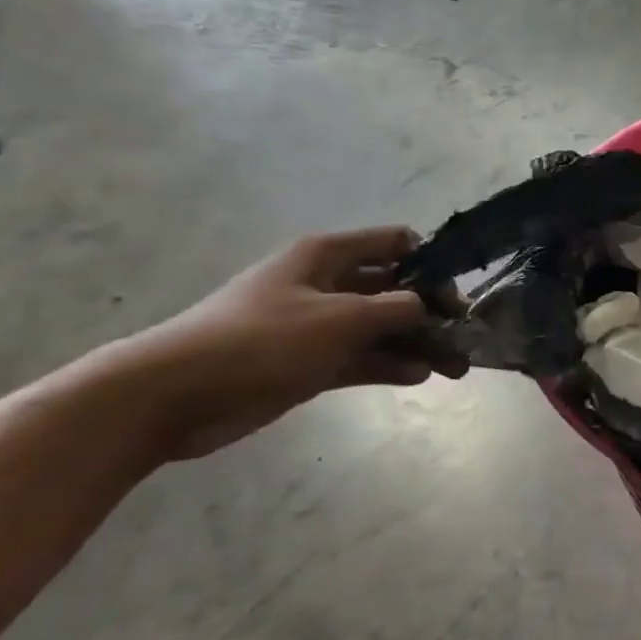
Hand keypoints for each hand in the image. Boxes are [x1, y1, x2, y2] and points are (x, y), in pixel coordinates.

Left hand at [118, 228, 468, 459]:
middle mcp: (327, 284)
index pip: (396, 244)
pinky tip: (420, 376)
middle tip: (466, 339)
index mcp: (328, 256)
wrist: (175, 395)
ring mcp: (318, 325)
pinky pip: (362, 357)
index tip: (455, 297)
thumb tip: (429, 306)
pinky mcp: (310, 362)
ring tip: (456, 367)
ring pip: (382, 327)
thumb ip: (396, 308)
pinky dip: (391, 364)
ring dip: (419, 344)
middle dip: (432, 312)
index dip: (431, 265)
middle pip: (394, 289)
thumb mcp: (340, 318)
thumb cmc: (261, 340)